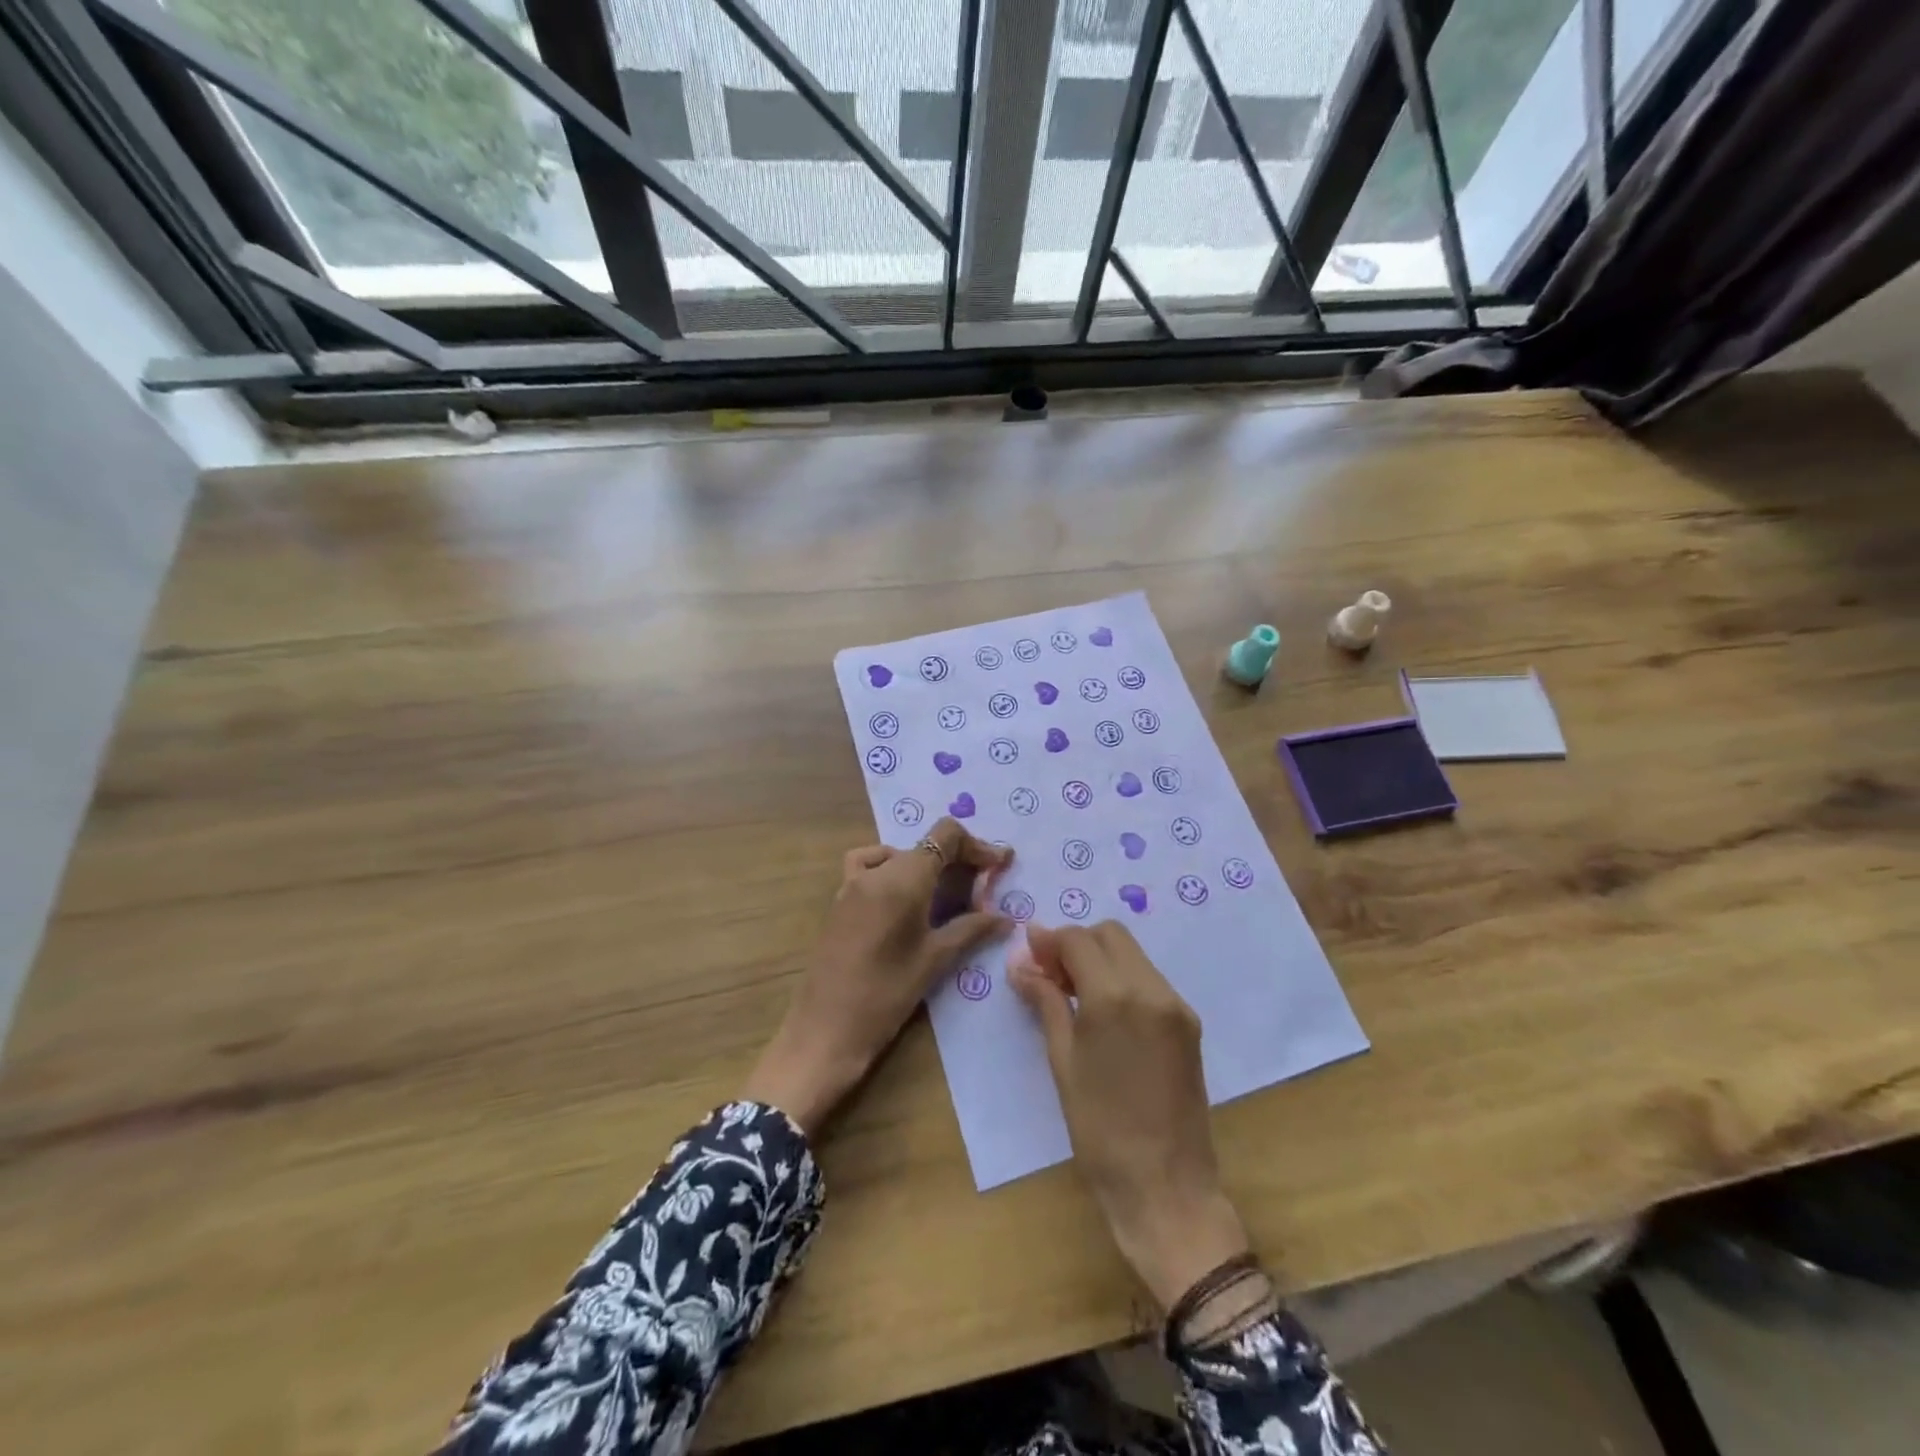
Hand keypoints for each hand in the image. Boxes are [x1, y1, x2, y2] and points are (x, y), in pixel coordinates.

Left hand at [743, 818, 1012, 1132]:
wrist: (825, 1031)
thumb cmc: (885, 996)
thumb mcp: (934, 960)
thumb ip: (971, 929)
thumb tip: (1005, 917)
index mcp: (903, 879)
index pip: (945, 835)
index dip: (977, 845)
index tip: (1000, 864)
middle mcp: (876, 871)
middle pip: (924, 845)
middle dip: (958, 858)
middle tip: (983, 887)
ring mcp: (852, 884)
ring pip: (898, 855)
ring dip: (927, 865)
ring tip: (947, 893)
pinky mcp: (840, 901)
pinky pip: (869, 867)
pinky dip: (893, 870)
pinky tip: (903, 898)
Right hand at [1010, 922, 1250, 1312]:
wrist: (1166, 1187)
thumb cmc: (1099, 1130)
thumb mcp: (1062, 1062)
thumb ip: (1046, 1002)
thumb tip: (1022, 963)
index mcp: (1113, 997)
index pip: (1078, 939)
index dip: (1049, 941)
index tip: (1028, 955)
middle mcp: (1150, 988)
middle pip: (1110, 935)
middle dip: (1077, 943)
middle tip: (1051, 975)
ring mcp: (1176, 1004)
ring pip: (1132, 954)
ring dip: (1101, 959)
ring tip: (1074, 994)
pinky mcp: (1189, 1023)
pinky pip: (1150, 979)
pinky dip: (1123, 979)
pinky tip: (1105, 1012)